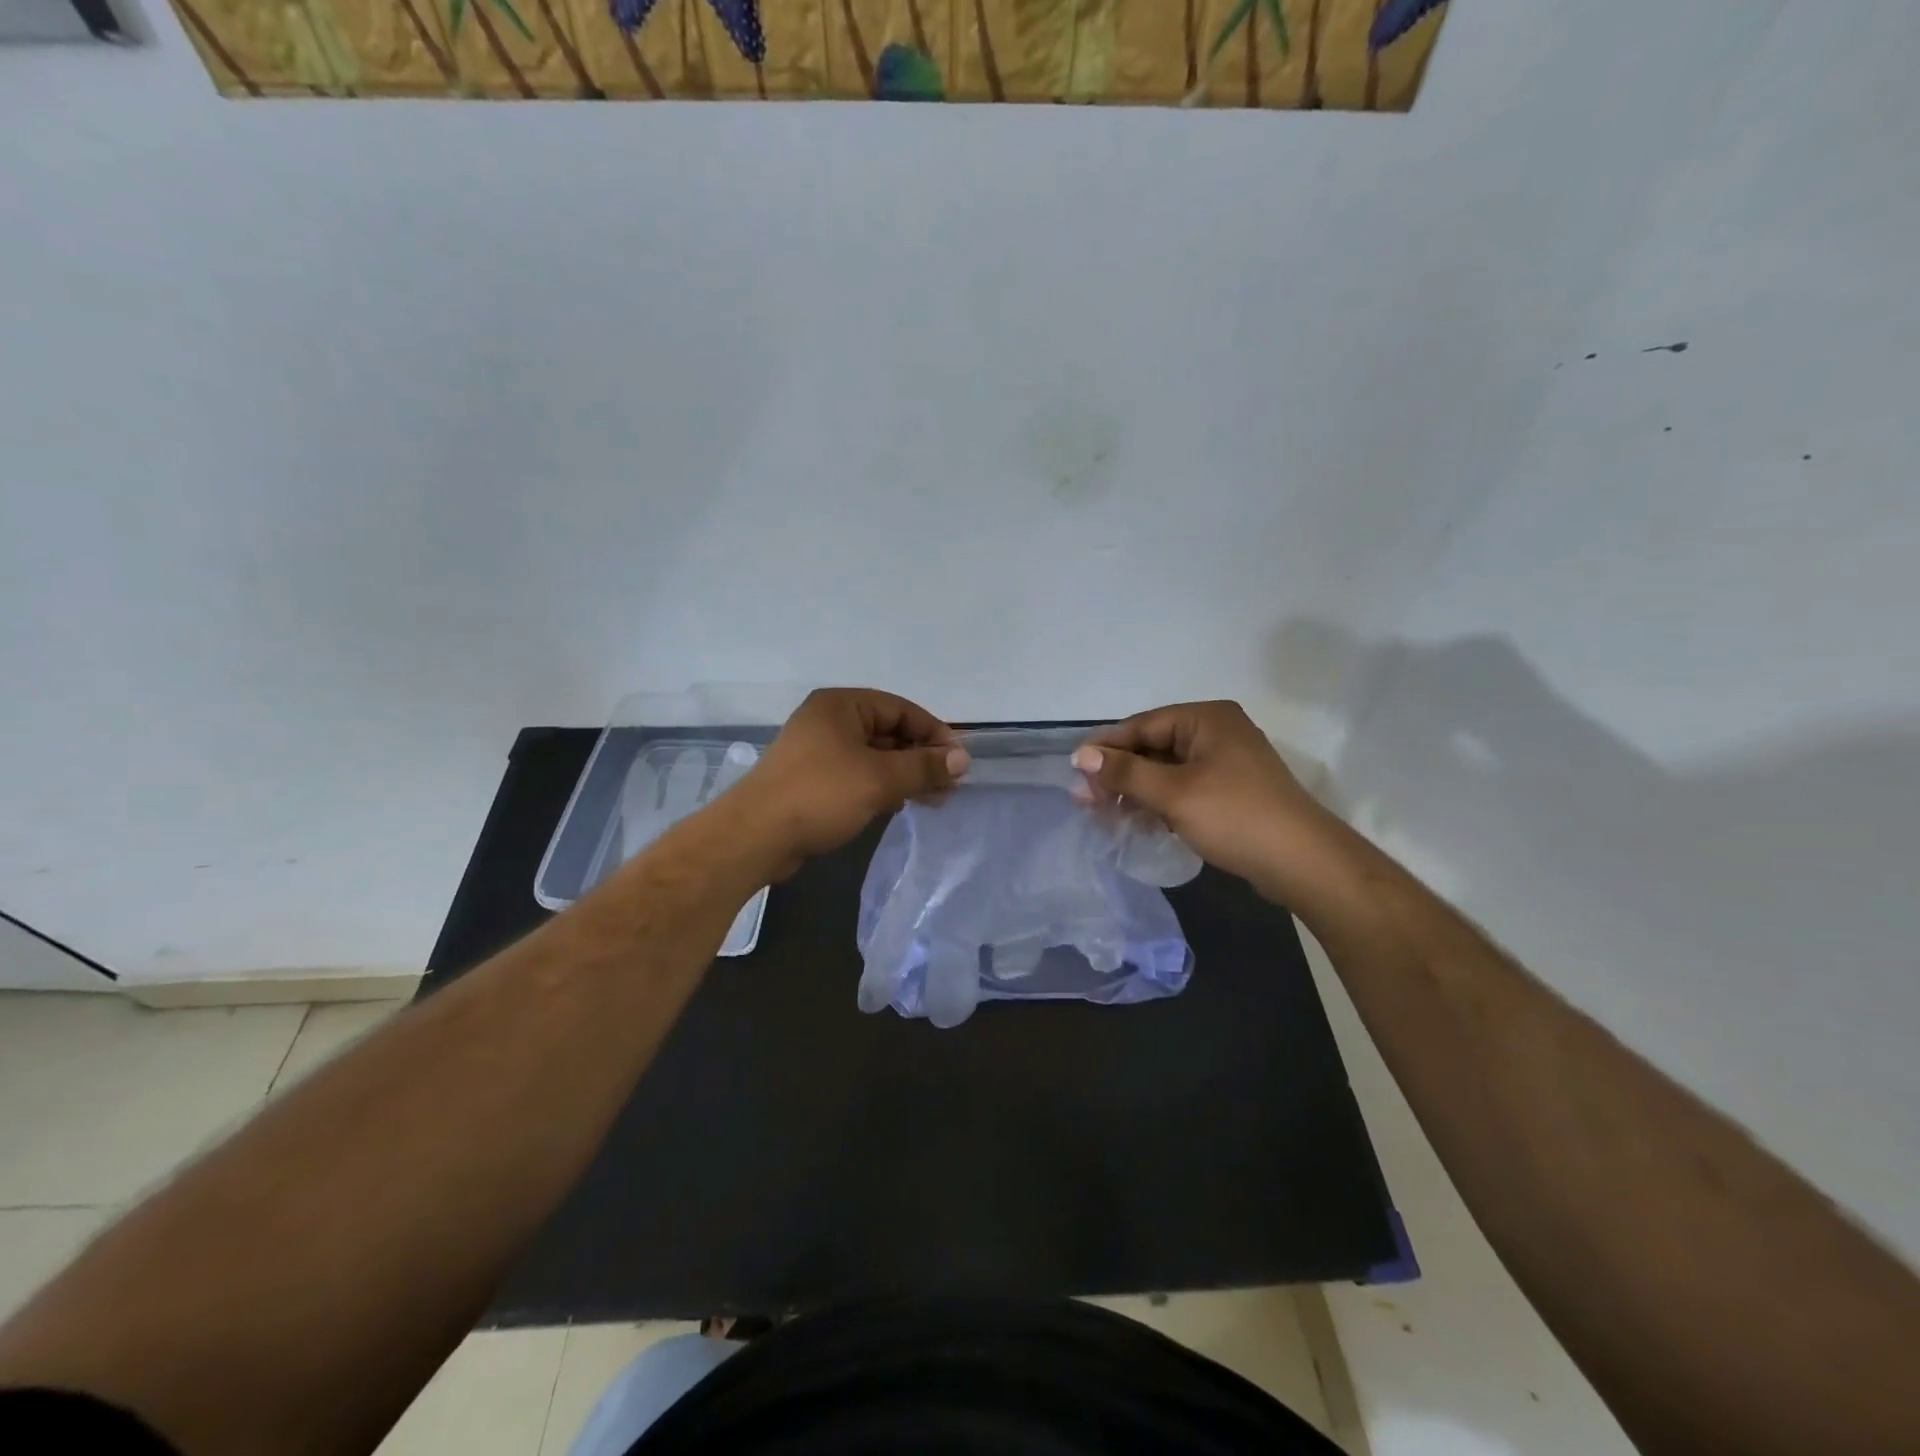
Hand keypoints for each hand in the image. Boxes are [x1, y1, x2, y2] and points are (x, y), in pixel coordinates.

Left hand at [737, 688, 969, 871]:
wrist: (755, 837)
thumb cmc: (820, 794)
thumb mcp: (879, 778)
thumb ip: (923, 766)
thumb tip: (961, 760)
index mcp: (841, 705)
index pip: (901, 709)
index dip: (934, 733)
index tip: (958, 762)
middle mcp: (829, 721)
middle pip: (889, 732)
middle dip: (921, 758)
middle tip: (950, 785)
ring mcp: (818, 752)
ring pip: (874, 757)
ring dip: (905, 775)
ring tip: (934, 799)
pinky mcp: (813, 781)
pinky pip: (858, 776)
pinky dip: (882, 787)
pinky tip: (899, 805)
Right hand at [1070, 701, 1342, 896]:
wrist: (1302, 862)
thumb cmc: (1235, 817)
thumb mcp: (1173, 793)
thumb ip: (1125, 772)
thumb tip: (1080, 755)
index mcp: (1205, 719)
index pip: (1141, 726)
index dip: (1105, 749)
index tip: (1074, 773)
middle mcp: (1215, 732)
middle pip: (1152, 748)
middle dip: (1118, 775)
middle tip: (1086, 802)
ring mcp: (1225, 762)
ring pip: (1165, 771)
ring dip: (1135, 792)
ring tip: (1104, 816)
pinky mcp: (1229, 790)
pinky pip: (1182, 788)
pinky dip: (1158, 803)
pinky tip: (1136, 823)